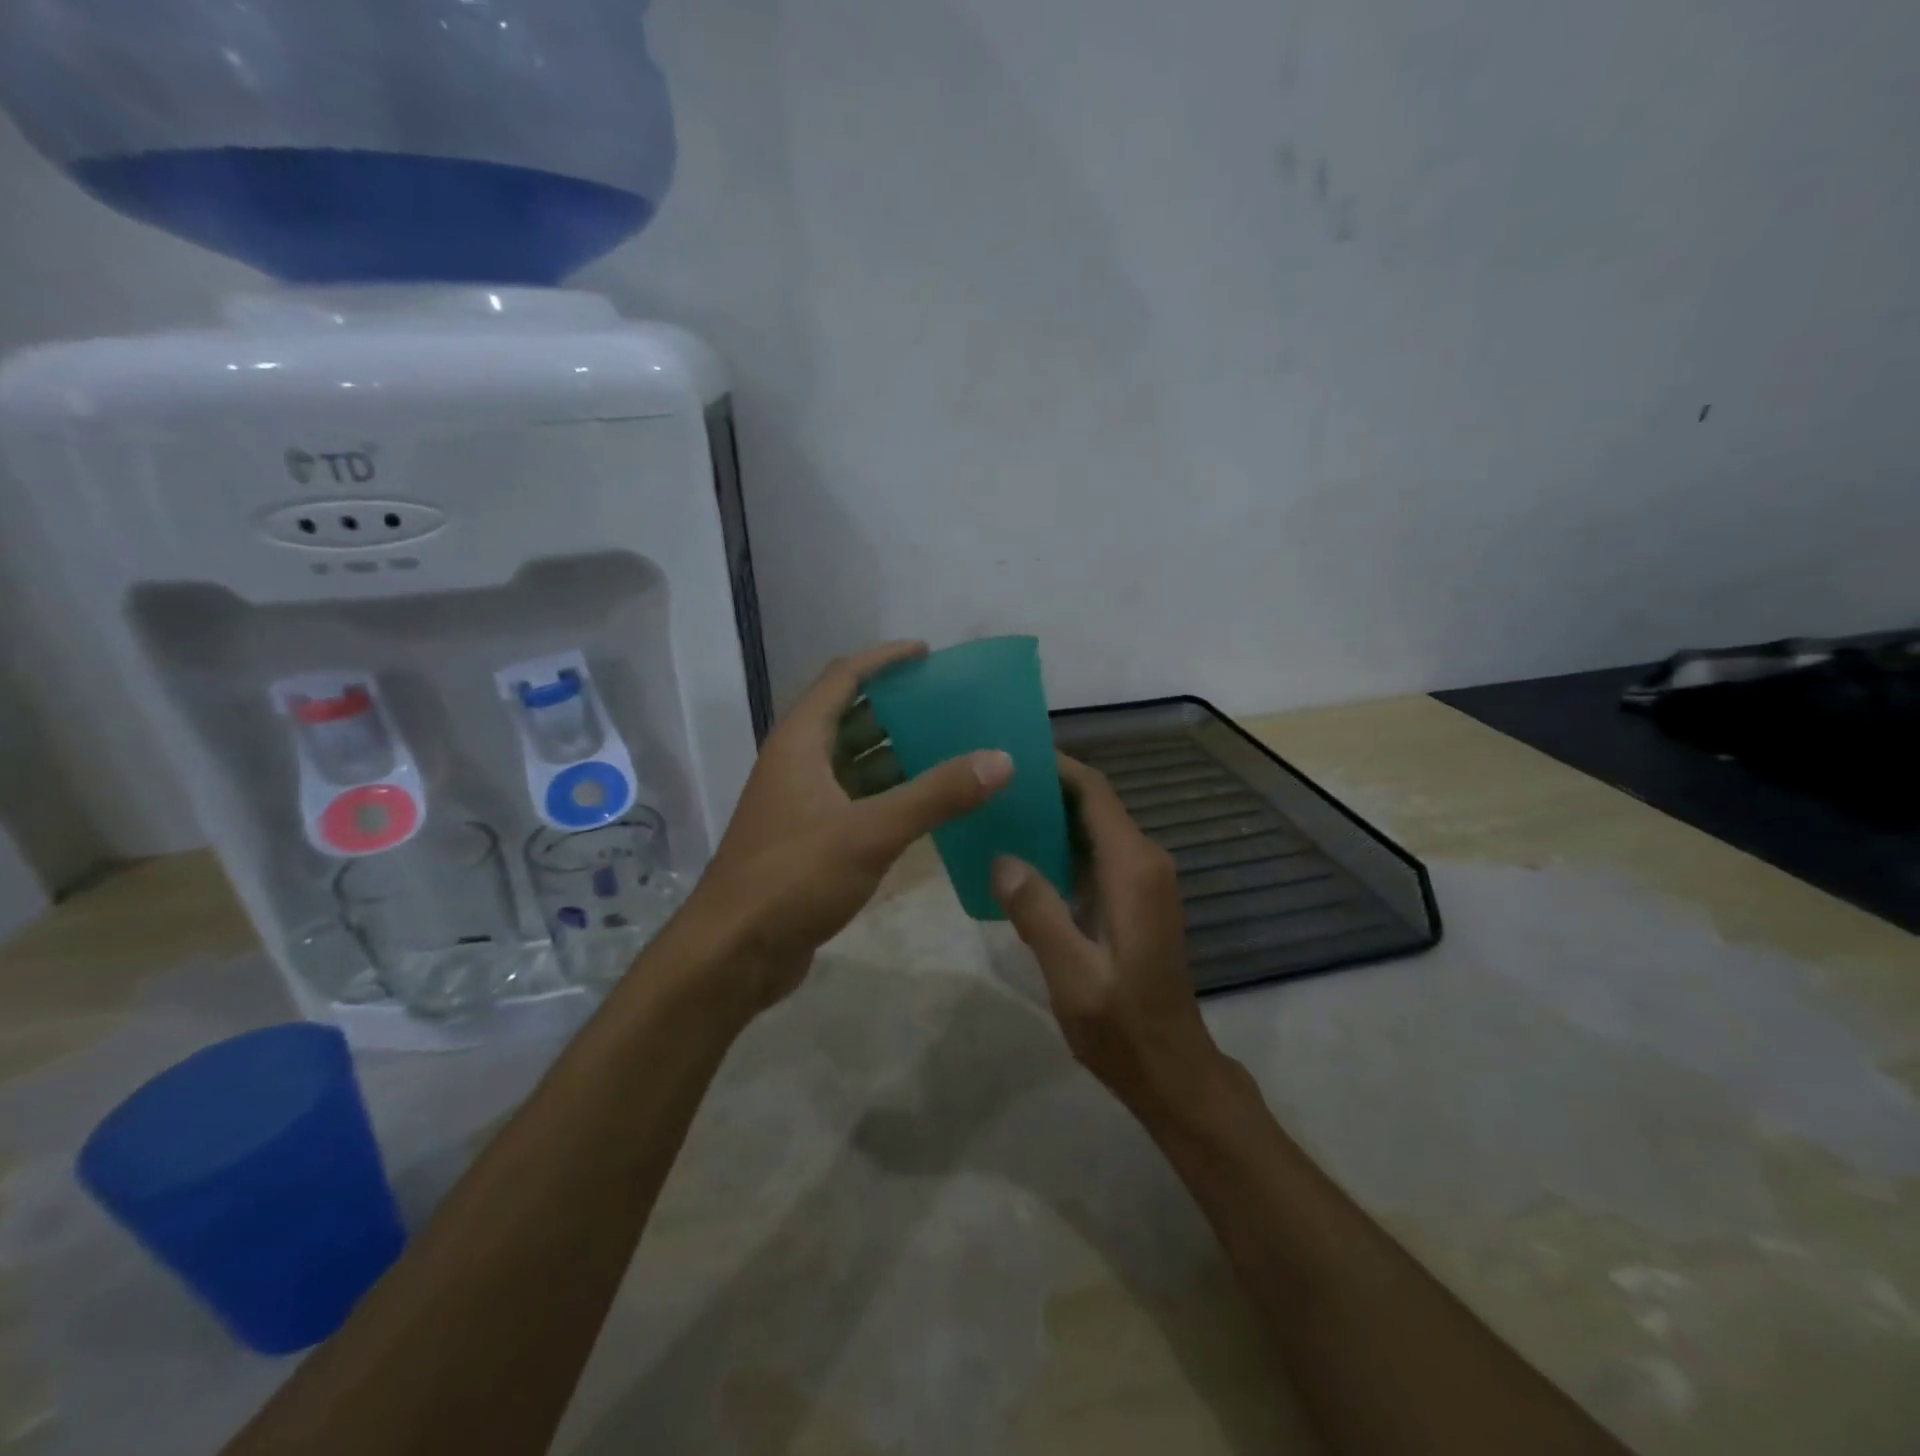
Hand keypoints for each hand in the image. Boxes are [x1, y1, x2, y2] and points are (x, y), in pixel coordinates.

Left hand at [683, 641, 1013, 1012]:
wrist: (733, 954)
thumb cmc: (793, 877)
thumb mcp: (870, 832)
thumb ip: (936, 795)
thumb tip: (1000, 759)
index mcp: (800, 743)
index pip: (843, 678)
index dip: (883, 660)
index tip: (928, 653)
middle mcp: (798, 765)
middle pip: (851, 718)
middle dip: (899, 708)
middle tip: (952, 706)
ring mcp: (802, 805)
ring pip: (856, 764)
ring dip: (899, 755)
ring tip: (954, 750)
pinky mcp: (811, 841)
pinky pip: (858, 802)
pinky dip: (891, 797)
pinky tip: (929, 806)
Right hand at [991, 754, 1222, 1109]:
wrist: (1171, 1067)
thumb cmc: (1122, 1024)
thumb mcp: (1072, 974)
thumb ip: (1038, 912)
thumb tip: (1003, 859)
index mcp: (1133, 869)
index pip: (1095, 793)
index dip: (1057, 767)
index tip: (1013, 754)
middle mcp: (1145, 863)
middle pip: (1095, 805)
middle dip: (1048, 789)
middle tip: (994, 785)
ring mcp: (1145, 882)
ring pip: (1096, 830)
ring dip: (1054, 818)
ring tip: (1001, 814)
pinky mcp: (1138, 900)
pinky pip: (1098, 856)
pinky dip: (1064, 847)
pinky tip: (1025, 860)